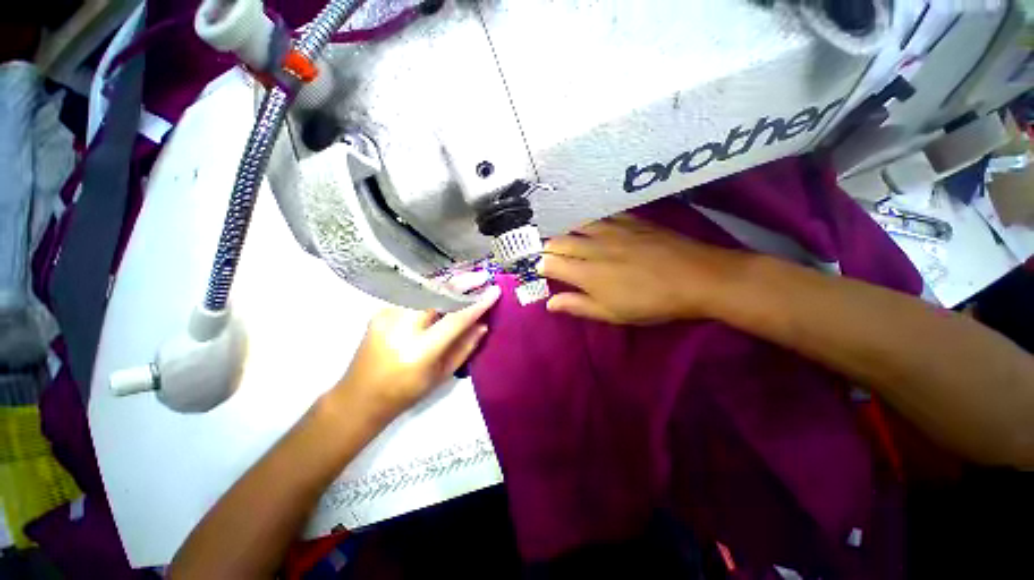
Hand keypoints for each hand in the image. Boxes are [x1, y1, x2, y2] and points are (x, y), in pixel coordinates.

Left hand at [334, 287, 500, 419]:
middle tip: (482, 276)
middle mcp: (400, 327)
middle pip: (436, 294)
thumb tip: (483, 324)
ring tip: (467, 278)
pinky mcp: (379, 310)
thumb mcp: (442, 375)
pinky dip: (432, 289)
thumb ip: (465, 347)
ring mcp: (386, 315)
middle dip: (462, 281)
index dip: (477, 303)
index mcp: (419, 351)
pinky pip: (411, 294)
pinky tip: (444, 288)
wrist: (359, 397)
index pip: (455, 319)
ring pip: (424, 289)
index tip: (495, 290)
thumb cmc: (406, 392)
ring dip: (448, 282)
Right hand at [539, 214, 746, 324]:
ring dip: (567, 232)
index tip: (542, 272)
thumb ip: (578, 306)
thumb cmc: (651, 302)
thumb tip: (550, 303)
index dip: (541, 267)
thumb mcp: (612, 313)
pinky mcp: (630, 221)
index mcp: (586, 273)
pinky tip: (594, 226)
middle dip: (549, 249)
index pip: (550, 263)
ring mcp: (611, 230)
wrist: (696, 277)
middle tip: (551, 257)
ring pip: (577, 225)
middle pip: (559, 241)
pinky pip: (602, 216)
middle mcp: (593, 247)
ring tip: (568, 240)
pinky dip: (591, 222)